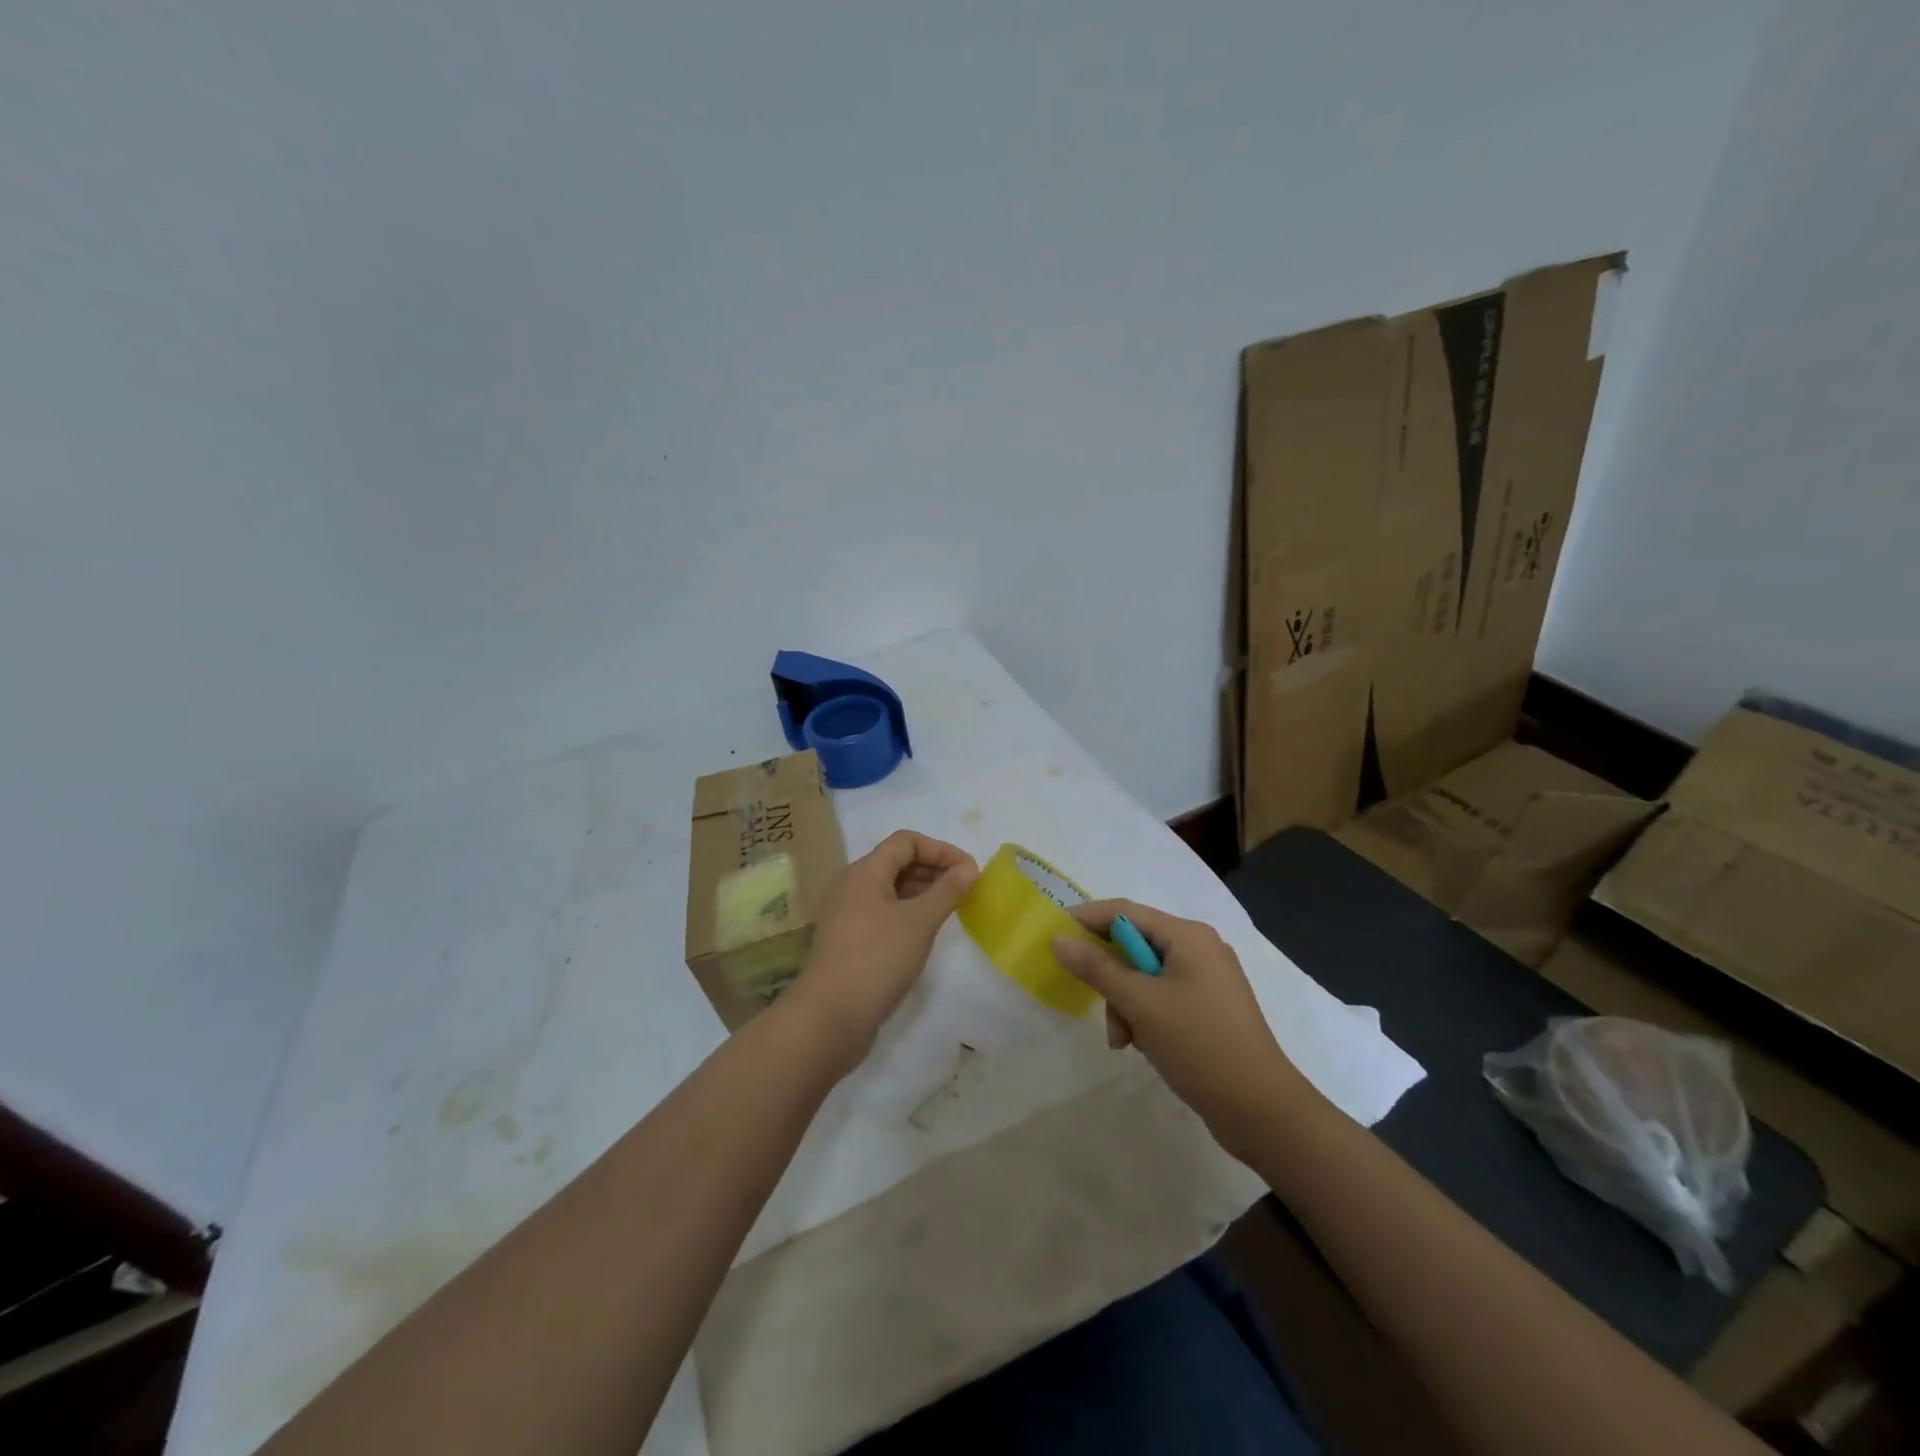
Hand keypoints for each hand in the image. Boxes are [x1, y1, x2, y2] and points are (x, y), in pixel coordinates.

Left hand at [786, 831, 978, 1069]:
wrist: (830, 1016)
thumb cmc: (878, 959)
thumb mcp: (920, 922)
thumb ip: (947, 891)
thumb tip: (968, 868)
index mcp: (865, 871)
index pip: (907, 841)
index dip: (941, 850)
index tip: (970, 871)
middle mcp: (852, 885)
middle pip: (897, 862)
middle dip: (933, 870)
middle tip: (965, 890)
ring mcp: (847, 913)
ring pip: (890, 889)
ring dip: (922, 892)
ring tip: (950, 910)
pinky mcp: (849, 939)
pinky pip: (883, 912)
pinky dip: (908, 913)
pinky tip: (925, 933)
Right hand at [1052, 900, 1326, 1158]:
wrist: (1262, 1111)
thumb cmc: (1200, 1045)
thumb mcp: (1141, 1003)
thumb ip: (1097, 968)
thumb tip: (1058, 939)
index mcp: (1188, 935)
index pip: (1124, 912)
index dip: (1085, 920)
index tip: (1051, 936)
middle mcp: (1199, 949)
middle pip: (1133, 946)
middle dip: (1109, 977)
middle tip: (1091, 1001)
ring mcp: (1206, 980)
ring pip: (1143, 978)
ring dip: (1125, 1004)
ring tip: (1124, 1040)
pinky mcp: (1207, 1009)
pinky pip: (1161, 999)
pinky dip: (1144, 1017)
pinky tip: (1142, 1046)